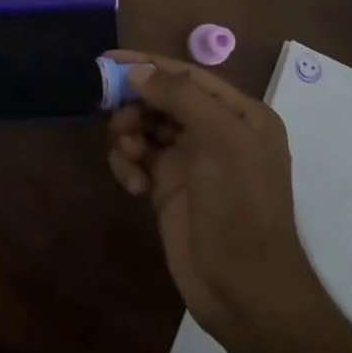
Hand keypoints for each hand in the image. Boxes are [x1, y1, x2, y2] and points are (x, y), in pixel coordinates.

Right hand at [105, 51, 324, 346]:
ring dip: (128, 135)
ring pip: (145, 128)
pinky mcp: (167, 188)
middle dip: (134, 104)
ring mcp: (191, 162)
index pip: (187, 75)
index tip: (106, 60)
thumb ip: (180, 97)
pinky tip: (132, 185)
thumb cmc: (240, 207)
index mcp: (240, 115)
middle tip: (108, 111)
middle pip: (161, 99)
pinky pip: (137, 159)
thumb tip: (137, 71)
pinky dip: (128, 165)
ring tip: (128, 155)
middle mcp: (216, 132)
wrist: (245, 291)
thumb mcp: (220, 141)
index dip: (147, 64)